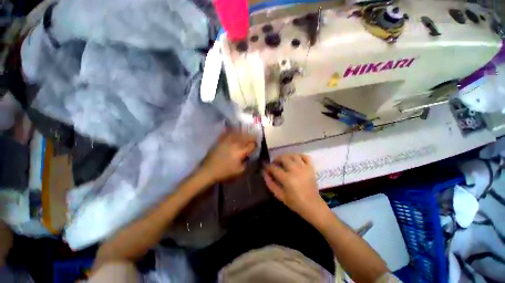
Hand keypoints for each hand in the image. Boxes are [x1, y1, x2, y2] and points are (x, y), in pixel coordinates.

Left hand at [200, 130, 256, 182]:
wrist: (209, 170)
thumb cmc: (225, 171)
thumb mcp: (240, 170)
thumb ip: (247, 162)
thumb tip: (249, 156)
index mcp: (241, 150)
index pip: (252, 144)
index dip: (255, 145)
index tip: (256, 147)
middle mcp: (235, 143)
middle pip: (247, 136)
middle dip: (251, 138)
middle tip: (253, 140)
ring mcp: (227, 140)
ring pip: (239, 133)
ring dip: (244, 134)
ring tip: (246, 135)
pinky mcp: (221, 139)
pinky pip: (229, 133)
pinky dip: (234, 132)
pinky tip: (235, 133)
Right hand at [263, 154, 325, 220]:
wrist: (312, 205)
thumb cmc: (294, 202)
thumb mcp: (279, 195)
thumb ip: (270, 183)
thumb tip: (264, 173)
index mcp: (287, 178)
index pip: (274, 168)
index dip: (268, 167)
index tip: (266, 168)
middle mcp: (295, 170)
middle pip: (283, 158)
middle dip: (276, 159)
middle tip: (274, 163)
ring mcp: (304, 168)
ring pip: (293, 155)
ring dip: (286, 156)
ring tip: (283, 160)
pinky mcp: (311, 168)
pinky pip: (305, 156)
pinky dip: (299, 155)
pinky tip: (295, 159)